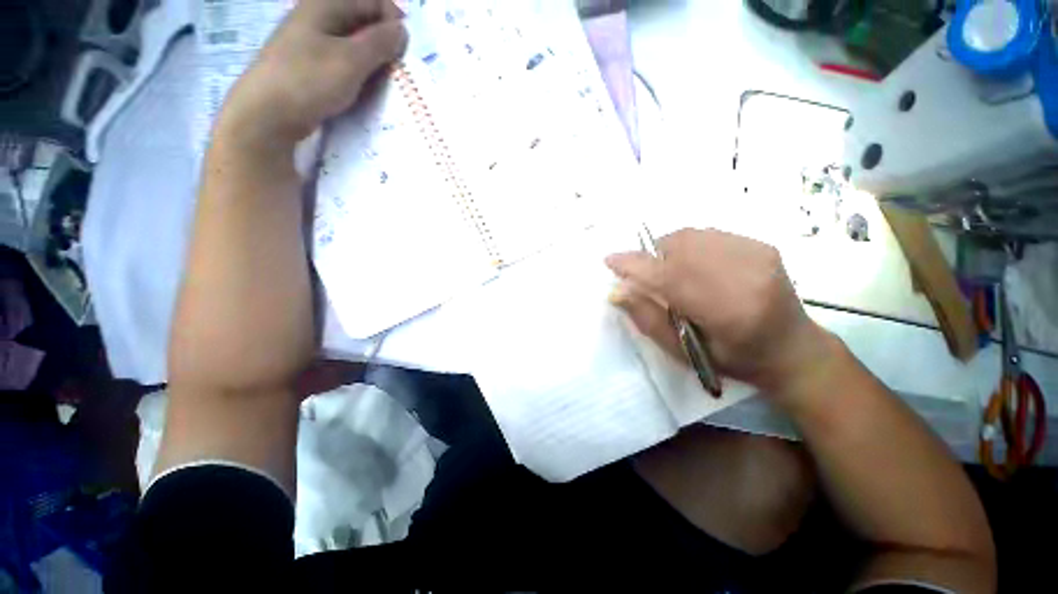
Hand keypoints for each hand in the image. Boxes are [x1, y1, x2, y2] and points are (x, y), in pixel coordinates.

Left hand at [216, 0, 407, 150]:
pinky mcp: (309, 63)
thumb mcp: (351, 60)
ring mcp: (311, 40)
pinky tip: (360, 88)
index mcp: (326, 5)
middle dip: (383, 43)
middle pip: (363, 20)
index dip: (393, 22)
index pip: (373, 1)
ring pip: (354, 42)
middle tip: (392, 70)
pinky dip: (357, 71)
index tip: (402, 52)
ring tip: (378, 83)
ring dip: (371, 60)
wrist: (267, 113)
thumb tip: (402, 30)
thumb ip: (380, 42)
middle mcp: (318, 16)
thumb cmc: (309, 81)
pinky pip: (342, 60)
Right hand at [606, 228, 832, 395]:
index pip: (668, 278)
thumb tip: (616, 291)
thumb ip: (647, 318)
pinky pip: (708, 234)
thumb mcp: (683, 352)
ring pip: (691, 236)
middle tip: (643, 274)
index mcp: (726, 312)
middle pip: (679, 248)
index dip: (634, 266)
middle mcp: (745, 275)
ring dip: (667, 249)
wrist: (792, 348)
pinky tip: (692, 265)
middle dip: (650, 257)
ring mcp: (757, 255)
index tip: (609, 260)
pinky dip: (688, 246)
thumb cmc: (734, 359)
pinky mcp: (762, 244)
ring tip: (667, 271)